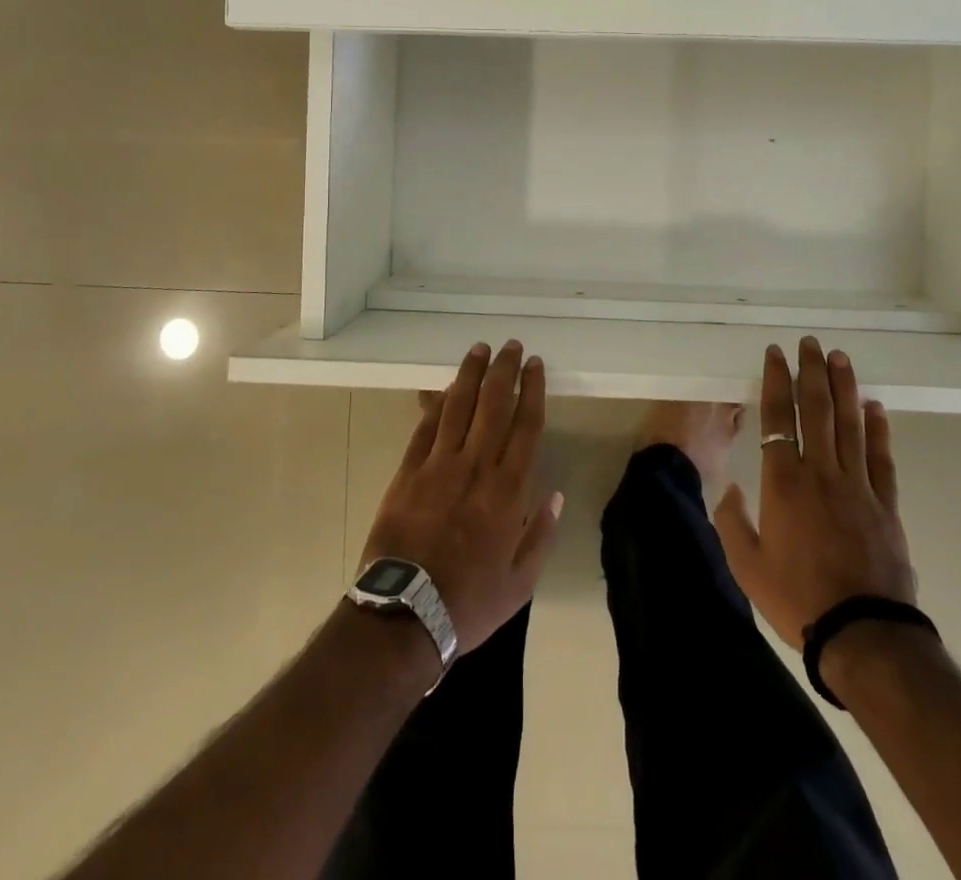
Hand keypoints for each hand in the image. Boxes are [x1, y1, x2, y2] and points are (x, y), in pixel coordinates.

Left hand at [359, 341, 561, 653]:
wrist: (405, 615)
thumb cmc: (469, 602)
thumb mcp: (520, 583)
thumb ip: (541, 535)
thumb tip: (555, 495)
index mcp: (509, 490)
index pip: (526, 425)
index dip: (532, 390)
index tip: (535, 365)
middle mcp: (477, 466)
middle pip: (494, 404)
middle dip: (504, 370)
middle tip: (511, 346)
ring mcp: (439, 465)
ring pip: (459, 406)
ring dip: (471, 374)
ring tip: (480, 349)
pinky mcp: (408, 472)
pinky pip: (426, 427)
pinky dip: (437, 403)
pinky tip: (445, 388)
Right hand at [714, 337, 916, 649]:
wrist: (862, 635)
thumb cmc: (797, 599)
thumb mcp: (747, 566)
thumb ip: (733, 522)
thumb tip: (733, 489)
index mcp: (783, 482)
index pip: (777, 417)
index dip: (775, 381)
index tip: (776, 354)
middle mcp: (820, 472)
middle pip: (816, 409)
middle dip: (811, 372)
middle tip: (810, 342)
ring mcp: (857, 486)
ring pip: (849, 424)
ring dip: (844, 387)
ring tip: (839, 357)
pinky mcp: (885, 504)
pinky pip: (881, 458)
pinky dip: (878, 429)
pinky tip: (875, 406)